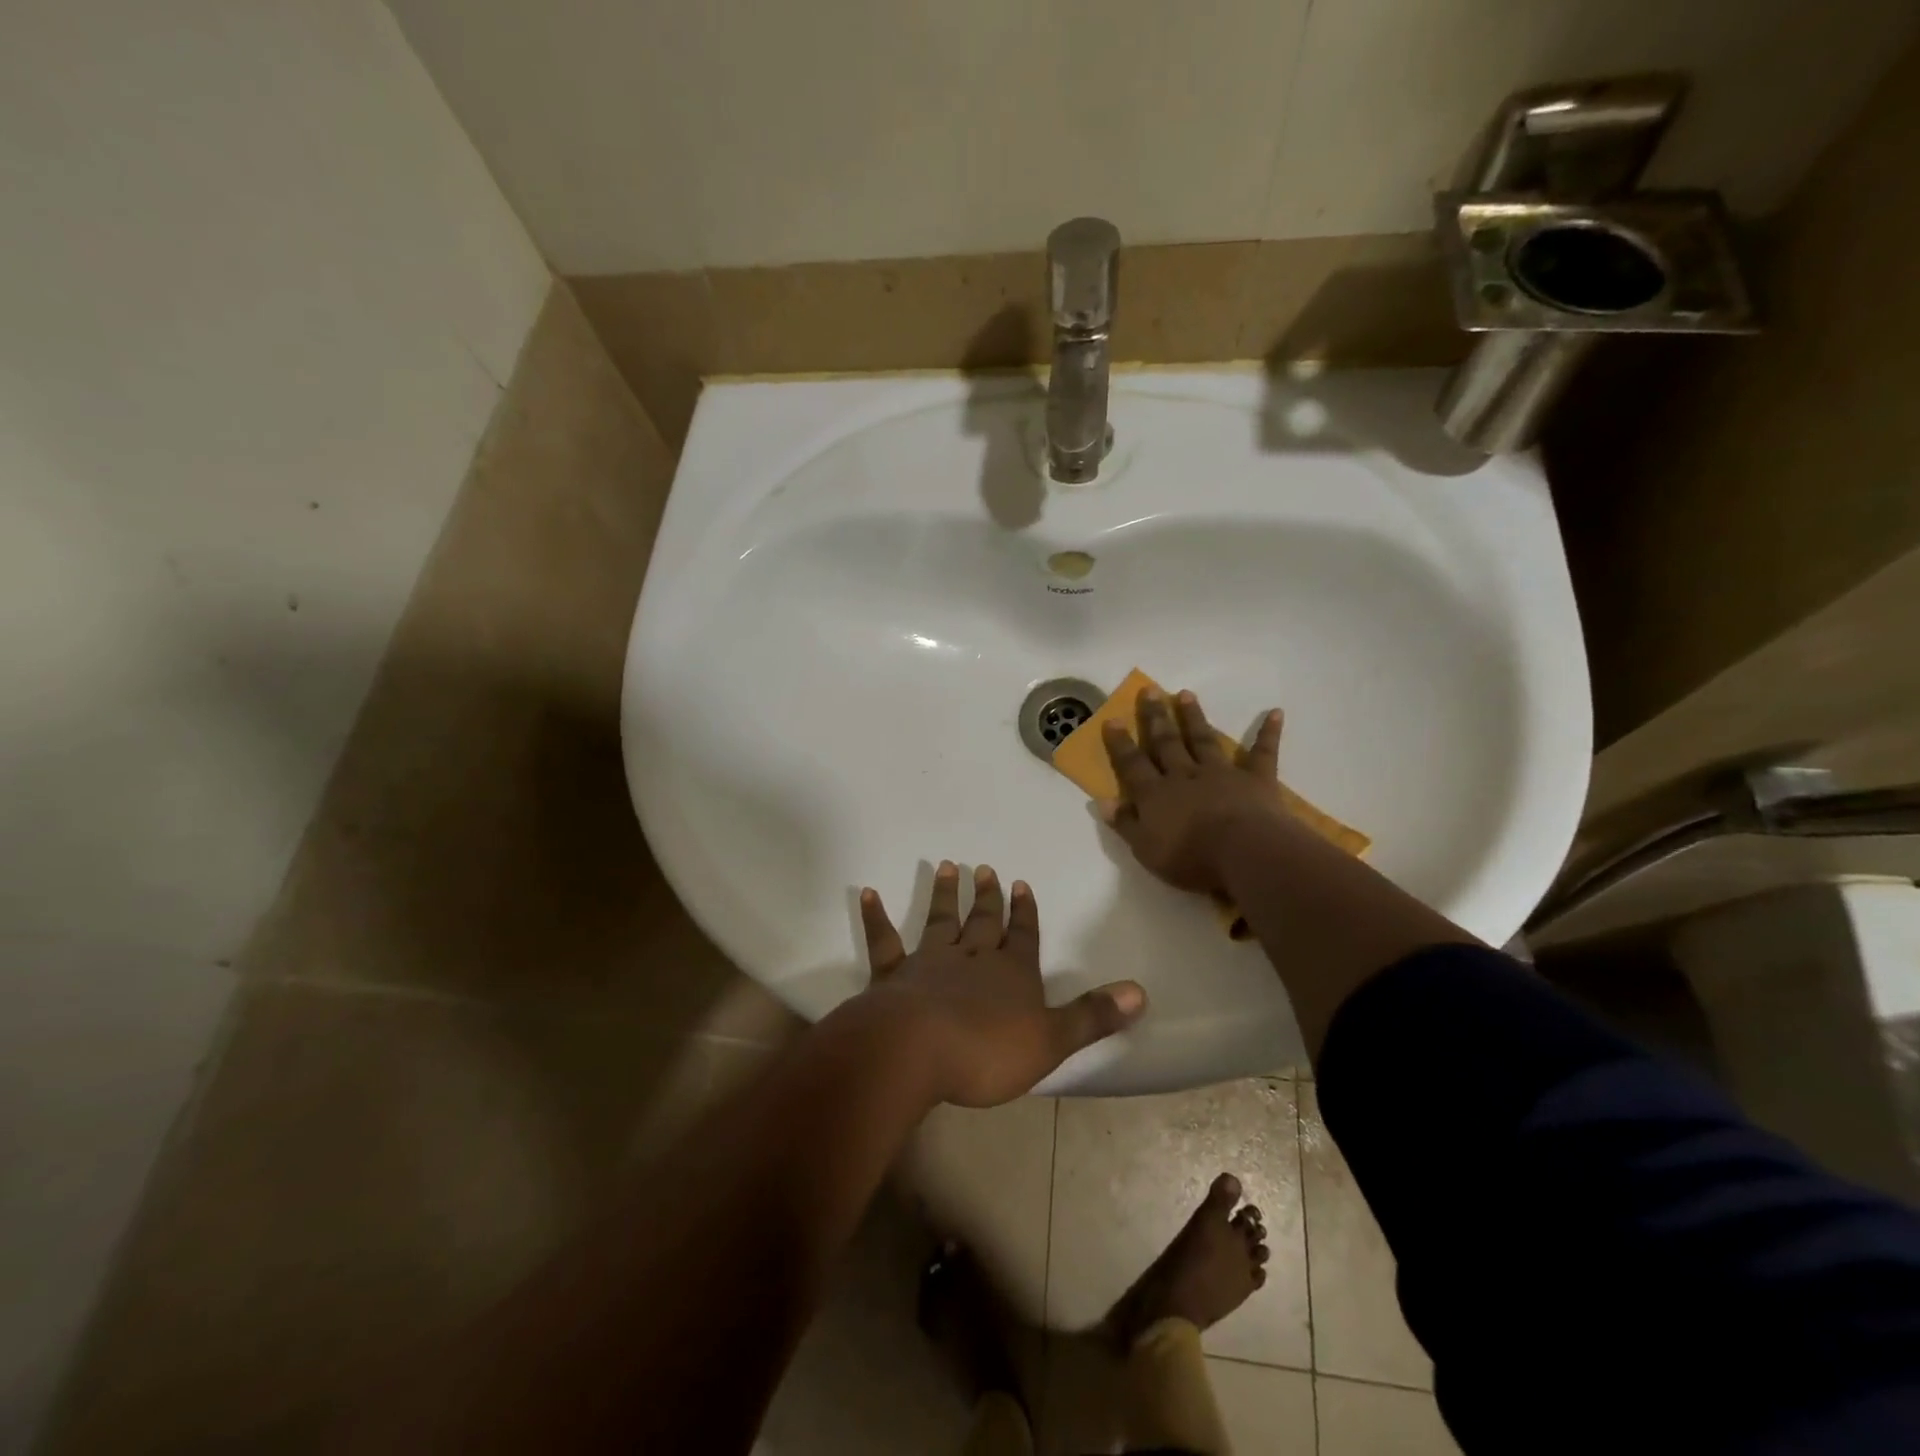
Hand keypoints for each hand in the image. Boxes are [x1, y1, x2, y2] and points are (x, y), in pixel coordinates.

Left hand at [856, 861, 1145, 1106]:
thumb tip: (1141, 992)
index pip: (1023, 936)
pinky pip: (884, 940)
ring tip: (944, 867)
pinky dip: (875, 916)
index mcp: (1010, 973)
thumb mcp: (1051, 1041)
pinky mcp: (892, 976)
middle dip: (987, 897)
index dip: (1025, 913)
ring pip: (940, 922)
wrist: (916, 1051)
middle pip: (982, 922)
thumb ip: (1092, 1016)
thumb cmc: (986, 1050)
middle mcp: (971, 959)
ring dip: (943, 896)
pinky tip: (867, 892)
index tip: (1021, 884)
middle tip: (984, 868)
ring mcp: (928, 963)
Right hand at [1099, 688, 1291, 895]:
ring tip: (1185, 694)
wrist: (1243, 853)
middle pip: (1166, 743)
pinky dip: (1268, 733)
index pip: (1132, 765)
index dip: (1121, 743)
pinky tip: (1276, 713)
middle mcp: (1184, 776)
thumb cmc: (1191, 858)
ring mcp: (1221, 774)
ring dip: (1194, 717)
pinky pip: (1262, 753)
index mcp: (1156, 795)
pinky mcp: (1256, 780)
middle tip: (1149, 690)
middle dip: (1156, 717)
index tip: (1112, 719)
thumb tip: (1103, 801)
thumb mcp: (1146, 850)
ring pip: (1203, 740)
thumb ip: (1125, 824)